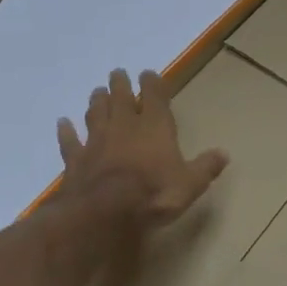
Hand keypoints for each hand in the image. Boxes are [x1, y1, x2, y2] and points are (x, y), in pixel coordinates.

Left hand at [58, 69, 227, 225]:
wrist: (106, 211)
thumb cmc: (155, 193)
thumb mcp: (190, 184)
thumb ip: (205, 167)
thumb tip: (224, 153)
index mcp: (154, 126)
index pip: (153, 95)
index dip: (152, 83)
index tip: (148, 74)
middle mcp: (124, 125)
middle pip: (120, 97)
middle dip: (120, 84)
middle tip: (117, 74)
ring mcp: (97, 141)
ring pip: (95, 113)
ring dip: (97, 101)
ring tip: (96, 91)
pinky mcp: (76, 159)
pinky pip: (70, 141)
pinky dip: (66, 131)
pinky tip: (62, 123)